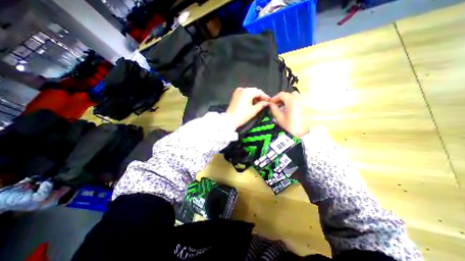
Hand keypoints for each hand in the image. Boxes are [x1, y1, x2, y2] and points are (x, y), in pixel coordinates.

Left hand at [227, 87, 271, 127]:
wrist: (229, 120)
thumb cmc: (242, 115)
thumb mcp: (254, 110)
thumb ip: (261, 105)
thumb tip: (267, 103)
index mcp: (247, 91)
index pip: (259, 92)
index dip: (265, 96)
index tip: (269, 101)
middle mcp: (242, 89)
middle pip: (254, 91)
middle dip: (260, 97)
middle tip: (265, 103)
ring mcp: (237, 92)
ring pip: (249, 93)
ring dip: (254, 98)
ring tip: (259, 104)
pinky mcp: (235, 95)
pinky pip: (244, 95)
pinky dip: (249, 98)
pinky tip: (252, 103)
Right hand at [269, 92, 307, 137]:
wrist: (301, 135)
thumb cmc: (288, 126)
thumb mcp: (279, 117)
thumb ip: (273, 109)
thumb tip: (270, 104)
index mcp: (292, 101)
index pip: (282, 95)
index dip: (275, 98)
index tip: (270, 103)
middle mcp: (300, 99)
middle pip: (290, 95)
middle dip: (282, 98)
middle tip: (277, 105)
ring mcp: (305, 103)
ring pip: (296, 97)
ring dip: (289, 100)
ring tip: (283, 107)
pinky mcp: (308, 108)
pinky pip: (300, 102)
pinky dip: (294, 103)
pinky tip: (291, 110)